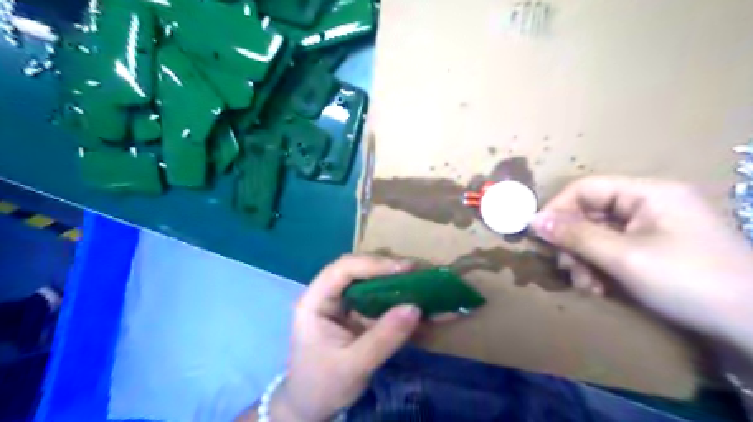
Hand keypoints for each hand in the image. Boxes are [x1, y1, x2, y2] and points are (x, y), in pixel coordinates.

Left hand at [271, 254, 421, 420]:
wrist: (312, 407)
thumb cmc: (323, 386)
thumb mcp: (354, 365)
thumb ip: (384, 338)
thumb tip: (415, 308)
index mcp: (315, 302)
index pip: (342, 269)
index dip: (373, 263)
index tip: (404, 269)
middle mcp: (329, 295)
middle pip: (359, 269)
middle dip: (390, 269)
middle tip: (420, 273)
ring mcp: (344, 304)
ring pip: (372, 281)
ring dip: (399, 282)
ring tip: (427, 283)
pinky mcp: (357, 314)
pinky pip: (381, 301)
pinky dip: (402, 301)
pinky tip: (425, 305)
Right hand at [532, 177, 752, 349]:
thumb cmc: (690, 282)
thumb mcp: (625, 258)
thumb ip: (576, 236)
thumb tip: (534, 221)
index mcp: (647, 193)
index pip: (586, 188)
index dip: (557, 209)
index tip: (538, 235)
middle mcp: (647, 205)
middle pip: (590, 214)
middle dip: (574, 244)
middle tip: (568, 271)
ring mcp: (652, 228)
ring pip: (597, 236)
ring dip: (584, 261)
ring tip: (588, 287)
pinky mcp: (653, 250)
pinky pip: (612, 251)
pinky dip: (600, 269)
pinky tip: (601, 290)